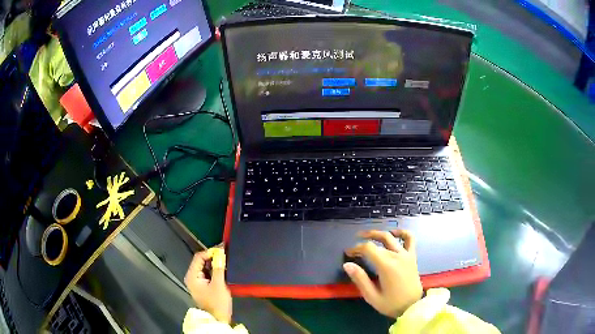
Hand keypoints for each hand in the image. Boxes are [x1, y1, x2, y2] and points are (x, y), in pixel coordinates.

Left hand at [184, 250, 231, 323]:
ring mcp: (197, 281)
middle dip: (213, 257)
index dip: (210, 252)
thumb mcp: (219, 284)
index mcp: (192, 276)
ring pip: (205, 267)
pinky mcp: (203, 285)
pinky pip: (208, 273)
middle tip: (226, 253)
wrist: (217, 319)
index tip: (223, 250)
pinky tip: (223, 268)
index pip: (199, 257)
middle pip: (201, 261)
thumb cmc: (217, 302)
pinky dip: (215, 270)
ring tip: (226, 260)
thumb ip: (219, 268)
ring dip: (214, 263)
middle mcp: (192, 277)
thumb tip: (220, 253)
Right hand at [344, 230, 422, 318]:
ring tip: (367, 235)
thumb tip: (347, 265)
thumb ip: (360, 279)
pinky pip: (410, 239)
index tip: (348, 253)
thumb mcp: (372, 296)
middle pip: (377, 243)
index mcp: (386, 266)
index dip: (356, 248)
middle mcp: (397, 256)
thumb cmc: (391, 303)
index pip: (368, 248)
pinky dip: (402, 232)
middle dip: (363, 244)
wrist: (412, 306)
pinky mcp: (412, 256)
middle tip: (353, 248)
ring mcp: (406, 255)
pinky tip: (394, 233)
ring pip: (390, 237)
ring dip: (378, 233)